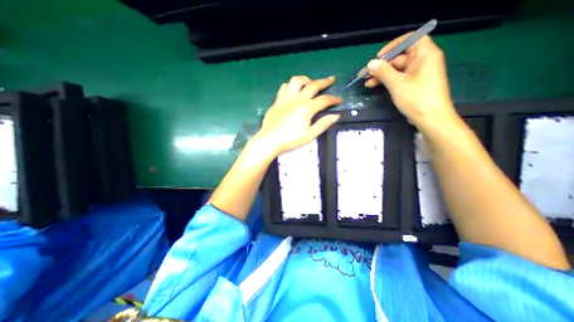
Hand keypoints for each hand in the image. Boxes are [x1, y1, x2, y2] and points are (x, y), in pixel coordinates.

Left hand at [258, 76, 341, 155]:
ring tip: (310, 83)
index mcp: (307, 108)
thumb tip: (336, 116)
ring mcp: (286, 97)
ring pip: (297, 80)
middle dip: (325, 82)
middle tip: (331, 79)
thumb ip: (323, 124)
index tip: (339, 100)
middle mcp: (298, 99)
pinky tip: (294, 91)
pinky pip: (285, 86)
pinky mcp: (278, 100)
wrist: (271, 139)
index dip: (334, 99)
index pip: (325, 100)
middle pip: (314, 85)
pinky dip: (291, 85)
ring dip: (306, 80)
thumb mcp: (310, 135)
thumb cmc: (291, 139)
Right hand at [366, 33, 455, 126]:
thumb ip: (383, 72)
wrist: (430, 118)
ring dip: (381, 75)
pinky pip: (398, 78)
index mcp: (424, 54)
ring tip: (366, 82)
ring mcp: (417, 73)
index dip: (393, 45)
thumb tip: (370, 63)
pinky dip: (386, 81)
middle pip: (399, 57)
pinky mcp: (413, 84)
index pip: (410, 39)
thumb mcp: (397, 84)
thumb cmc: (416, 97)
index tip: (378, 56)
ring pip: (396, 69)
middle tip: (364, 74)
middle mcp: (422, 61)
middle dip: (381, 65)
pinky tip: (373, 85)